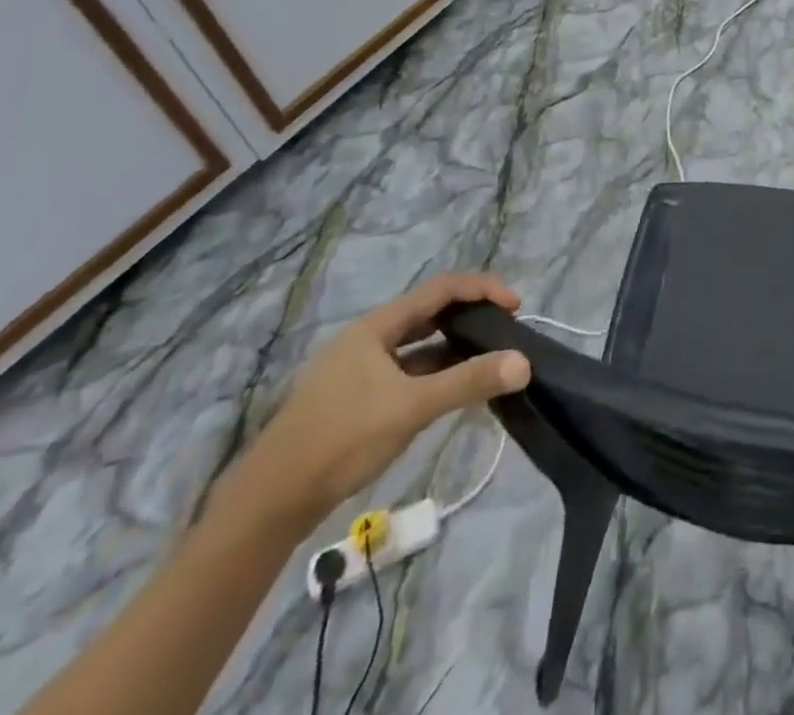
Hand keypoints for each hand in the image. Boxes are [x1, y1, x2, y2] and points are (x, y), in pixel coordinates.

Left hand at [222, 272, 530, 528]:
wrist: (270, 503)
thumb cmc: (341, 440)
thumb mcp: (411, 408)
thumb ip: (468, 382)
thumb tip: (524, 363)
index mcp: (376, 327)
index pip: (440, 288)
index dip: (481, 289)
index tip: (514, 306)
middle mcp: (367, 339)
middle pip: (429, 312)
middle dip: (469, 315)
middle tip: (504, 330)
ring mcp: (358, 370)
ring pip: (417, 344)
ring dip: (453, 346)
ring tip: (487, 359)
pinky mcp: (355, 399)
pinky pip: (407, 371)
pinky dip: (435, 372)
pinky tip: (452, 391)